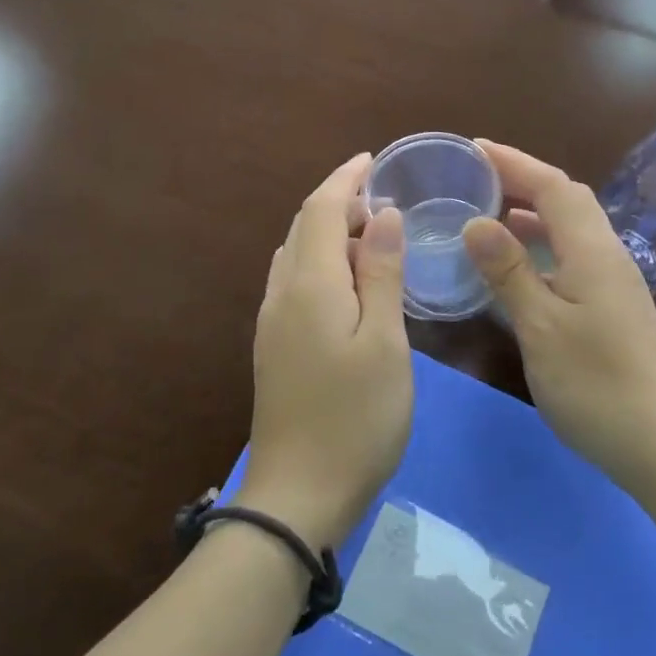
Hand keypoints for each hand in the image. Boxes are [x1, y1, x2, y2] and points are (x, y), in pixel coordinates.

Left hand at [239, 153, 412, 551]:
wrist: (298, 495)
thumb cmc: (355, 417)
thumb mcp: (384, 341)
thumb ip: (381, 273)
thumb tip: (382, 215)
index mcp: (309, 285)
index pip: (320, 209)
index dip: (345, 179)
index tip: (373, 160)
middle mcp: (281, 294)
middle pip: (303, 227)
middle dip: (338, 202)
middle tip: (383, 201)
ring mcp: (272, 322)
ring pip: (296, 255)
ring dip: (329, 233)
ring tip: (372, 236)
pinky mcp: (274, 347)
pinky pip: (295, 282)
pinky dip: (322, 263)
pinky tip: (349, 283)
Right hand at [461, 141, 655, 492]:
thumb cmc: (597, 385)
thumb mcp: (542, 327)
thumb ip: (509, 271)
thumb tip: (476, 222)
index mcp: (592, 250)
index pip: (554, 186)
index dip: (514, 162)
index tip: (474, 148)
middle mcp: (607, 255)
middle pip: (566, 199)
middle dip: (523, 180)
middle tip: (476, 178)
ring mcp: (613, 282)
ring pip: (570, 228)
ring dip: (532, 212)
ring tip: (488, 214)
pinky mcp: (612, 307)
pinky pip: (572, 256)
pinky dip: (541, 246)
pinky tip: (518, 267)